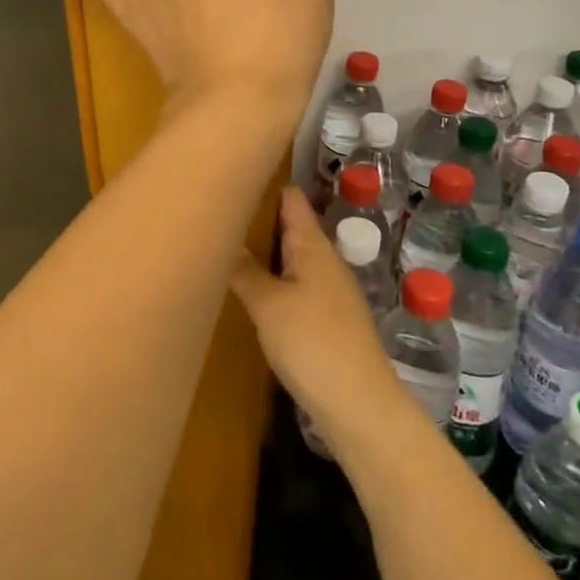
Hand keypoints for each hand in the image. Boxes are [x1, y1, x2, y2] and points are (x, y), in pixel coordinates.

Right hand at [231, 189, 399, 433]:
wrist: (359, 404)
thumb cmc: (312, 342)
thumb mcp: (268, 304)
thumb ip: (244, 270)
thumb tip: (222, 239)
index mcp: (313, 246)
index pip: (292, 199)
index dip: (268, 184)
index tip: (235, 174)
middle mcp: (325, 260)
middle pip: (292, 227)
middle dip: (261, 219)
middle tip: (220, 213)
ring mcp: (330, 290)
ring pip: (294, 257)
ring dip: (267, 251)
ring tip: (229, 246)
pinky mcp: (329, 319)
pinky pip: (297, 283)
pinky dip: (275, 278)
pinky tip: (255, 290)